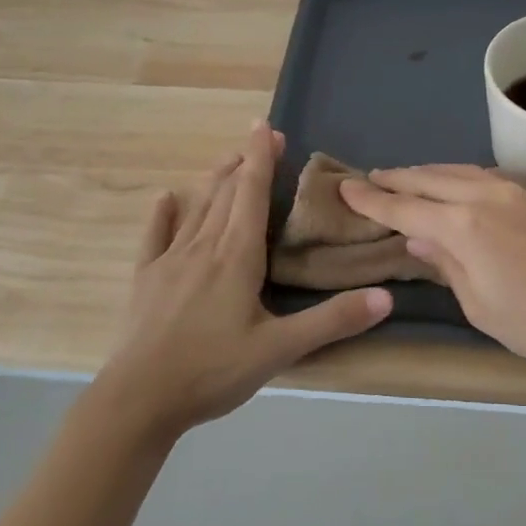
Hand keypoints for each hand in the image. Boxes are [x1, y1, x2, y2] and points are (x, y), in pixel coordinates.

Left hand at [93, 122, 392, 437]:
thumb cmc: (213, 370)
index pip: (251, 194)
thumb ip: (332, 321)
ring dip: (213, 180)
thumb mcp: (280, 349)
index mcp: (237, 256)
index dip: (260, 159)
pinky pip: (155, 237)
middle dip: (244, 162)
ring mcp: (170, 261)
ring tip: (227, 159)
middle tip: (259, 138)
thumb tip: (385, 298)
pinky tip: (166, 198)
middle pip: (225, 193)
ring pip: (196, 208)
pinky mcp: (146, 279)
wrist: (140, 398)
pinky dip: (163, 215)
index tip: (267, 127)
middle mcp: (203, 247)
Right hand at [339, 165, 525, 380]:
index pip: (405, 207)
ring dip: (428, 172)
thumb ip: (446, 265)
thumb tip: (419, 239)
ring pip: (459, 170)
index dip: (373, 199)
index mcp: (463, 225)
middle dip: (397, 177)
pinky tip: (456, 183)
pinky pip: (485, 175)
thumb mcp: (479, 305)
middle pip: (430, 178)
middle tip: (370, 177)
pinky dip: (459, 175)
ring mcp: (515, 191)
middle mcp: (485, 195)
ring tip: (406, 177)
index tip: (346, 187)